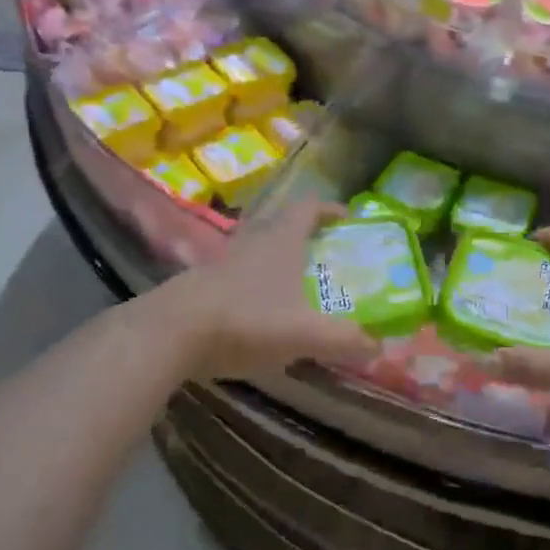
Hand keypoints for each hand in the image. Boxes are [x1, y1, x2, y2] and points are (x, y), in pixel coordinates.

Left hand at [152, 199, 379, 381]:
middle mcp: (253, 238)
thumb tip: (378, 344)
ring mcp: (224, 258)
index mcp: (282, 238)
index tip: (348, 220)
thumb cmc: (246, 319)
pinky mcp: (203, 281)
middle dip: (307, 235)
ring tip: (297, 285)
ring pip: (259, 247)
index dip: (331, 209)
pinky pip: (239, 272)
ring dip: (279, 259)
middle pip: (283, 223)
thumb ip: (344, 338)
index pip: (310, 206)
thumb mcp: (304, 333)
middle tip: (327, 256)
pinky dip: (256, 282)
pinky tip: (261, 310)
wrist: (172, 332)